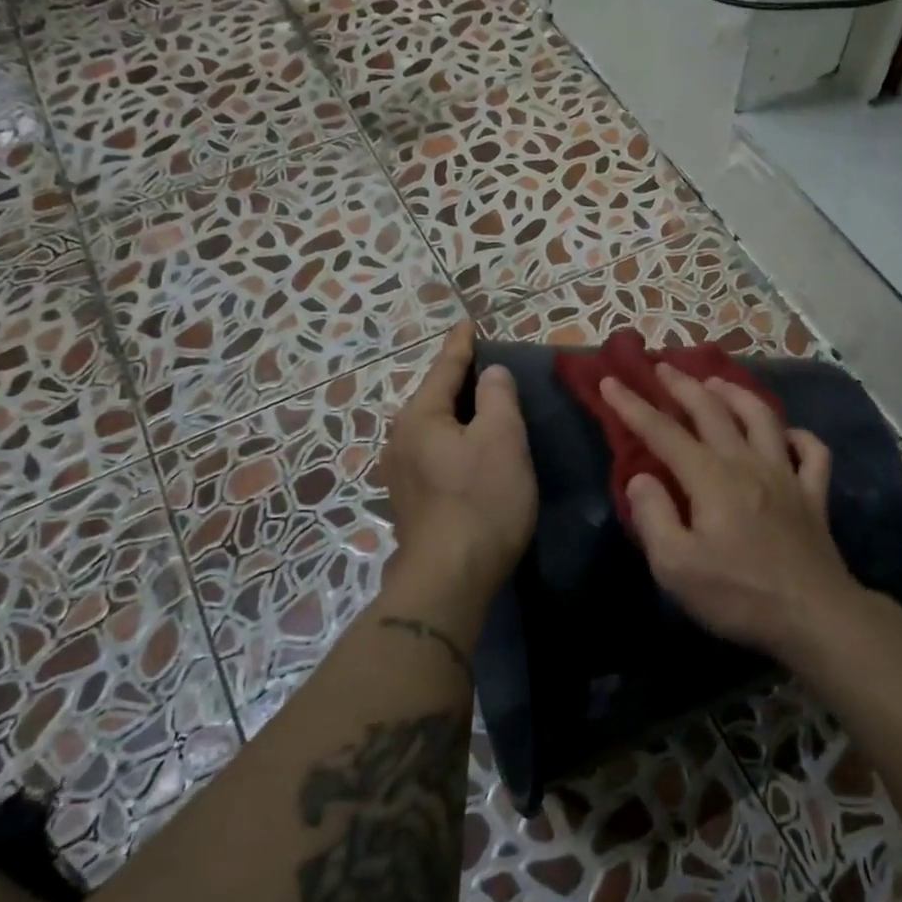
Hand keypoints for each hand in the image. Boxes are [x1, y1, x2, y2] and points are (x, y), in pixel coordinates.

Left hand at [381, 323, 536, 597]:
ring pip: (432, 430)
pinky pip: (433, 456)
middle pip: (433, 399)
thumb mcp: (502, 439)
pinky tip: (468, 454)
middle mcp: (399, 439)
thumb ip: (497, 397)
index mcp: (419, 416)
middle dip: (459, 382)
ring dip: (456, 417)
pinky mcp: (409, 502)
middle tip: (487, 369)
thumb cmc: (482, 500)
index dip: (462, 345)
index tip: (468, 323)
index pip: (444, 368)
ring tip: (481, 410)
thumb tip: (490, 373)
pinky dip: (452, 445)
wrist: (449, 577)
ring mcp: (399, 474)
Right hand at [600, 365, 867, 661]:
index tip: (611, 381)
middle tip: (662, 367)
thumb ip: (653, 516)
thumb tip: (641, 478)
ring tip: (717, 382)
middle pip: (712, 411)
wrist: (814, 616)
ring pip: (762, 418)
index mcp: (711, 478)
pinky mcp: (814, 495)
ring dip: (736, 394)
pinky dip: (799, 436)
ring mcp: (787, 475)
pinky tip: (787, 434)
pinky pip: (812, 452)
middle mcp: (748, 463)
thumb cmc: (738, 595)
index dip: (634, 406)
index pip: (663, 432)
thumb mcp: (676, 567)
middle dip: (682, 385)